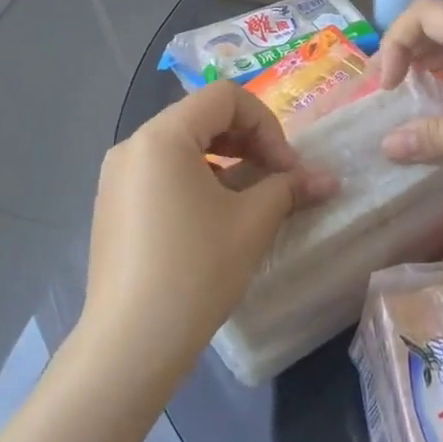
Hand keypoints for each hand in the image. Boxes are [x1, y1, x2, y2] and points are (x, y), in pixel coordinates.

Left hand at [81, 81, 336, 384]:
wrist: (131, 344)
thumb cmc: (196, 270)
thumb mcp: (252, 222)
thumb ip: (290, 187)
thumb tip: (329, 179)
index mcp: (162, 136)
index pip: (225, 97)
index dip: (267, 124)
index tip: (287, 168)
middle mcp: (133, 145)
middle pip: (202, 117)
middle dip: (249, 141)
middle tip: (277, 180)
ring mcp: (117, 177)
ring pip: (182, 146)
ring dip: (226, 161)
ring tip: (251, 200)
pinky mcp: (114, 206)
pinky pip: (162, 173)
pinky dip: (197, 180)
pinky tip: (216, 219)